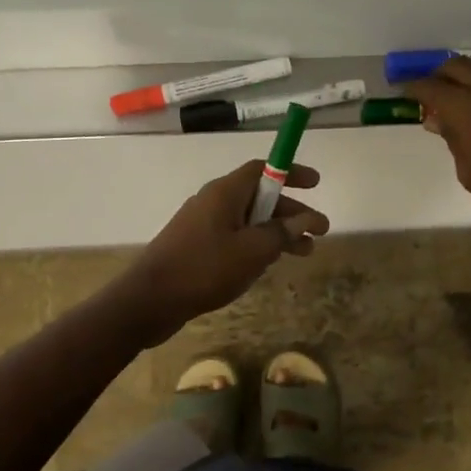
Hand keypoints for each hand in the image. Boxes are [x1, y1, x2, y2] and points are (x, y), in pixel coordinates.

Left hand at [119, 161, 329, 343]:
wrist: (150, 300)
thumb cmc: (204, 269)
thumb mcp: (252, 251)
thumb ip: (281, 233)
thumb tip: (304, 219)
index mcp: (225, 193)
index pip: (262, 170)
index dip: (290, 172)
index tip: (316, 183)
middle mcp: (213, 202)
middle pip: (259, 198)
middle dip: (291, 213)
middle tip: (320, 231)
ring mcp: (202, 226)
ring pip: (248, 222)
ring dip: (277, 234)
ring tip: (304, 253)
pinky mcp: (196, 248)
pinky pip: (234, 239)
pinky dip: (256, 247)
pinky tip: (268, 266)